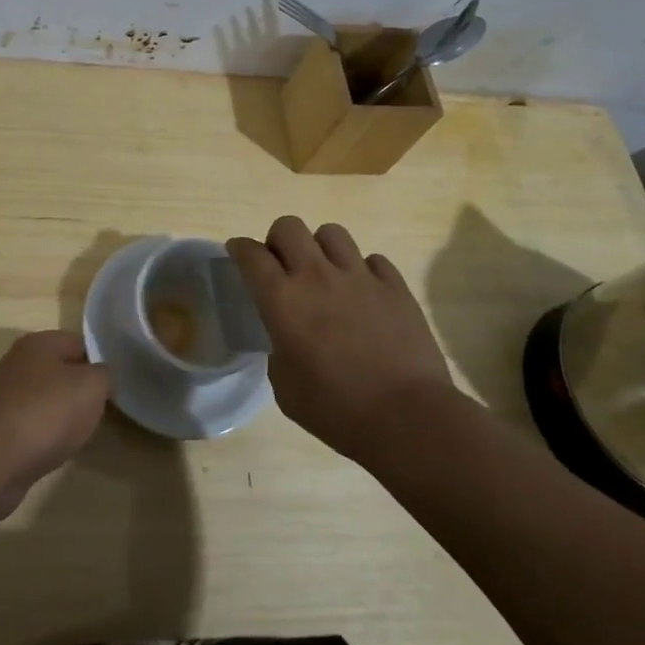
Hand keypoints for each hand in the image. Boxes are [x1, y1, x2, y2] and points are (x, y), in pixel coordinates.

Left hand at [0, 331, 110, 521]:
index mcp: (37, 343)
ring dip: (59, 415)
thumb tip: (101, 377)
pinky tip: (49, 450)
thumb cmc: (47, 413)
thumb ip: (104, 375)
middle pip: (59, 371)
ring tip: (74, 435)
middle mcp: (15, 362)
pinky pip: (28, 424)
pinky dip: (41, 435)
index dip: (97, 365)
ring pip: (43, 399)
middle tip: (94, 413)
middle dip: (78, 392)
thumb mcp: (92, 387)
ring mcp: (1, 394)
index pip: (78, 344)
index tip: (110, 390)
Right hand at [226, 217, 454, 462]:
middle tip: (283, 265)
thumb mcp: (285, 387)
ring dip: (321, 248)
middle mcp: (317, 276)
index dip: (239, 248)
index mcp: (283, 300)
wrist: (407, 417)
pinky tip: (364, 292)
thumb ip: (278, 351)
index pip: (252, 255)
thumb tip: (287, 340)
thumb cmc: (337, 409)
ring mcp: (359, 277)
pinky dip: (363, 270)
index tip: (237, 253)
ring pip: (332, 233)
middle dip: (278, 239)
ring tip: (325, 273)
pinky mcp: (395, 286)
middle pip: (289, 227)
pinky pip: (373, 259)